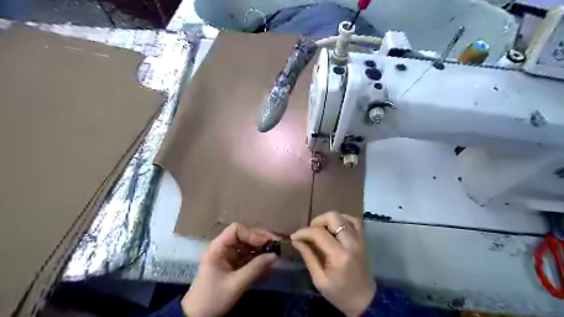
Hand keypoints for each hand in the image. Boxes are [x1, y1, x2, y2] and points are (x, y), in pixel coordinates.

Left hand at [183, 223, 279, 316]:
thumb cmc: (212, 298)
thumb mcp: (235, 284)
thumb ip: (255, 269)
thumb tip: (275, 255)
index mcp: (218, 247)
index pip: (236, 230)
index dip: (252, 233)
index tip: (267, 242)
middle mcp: (224, 247)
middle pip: (244, 235)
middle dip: (260, 239)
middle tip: (277, 244)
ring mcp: (229, 255)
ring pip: (248, 244)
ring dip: (261, 247)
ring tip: (275, 251)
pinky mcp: (234, 264)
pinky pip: (248, 255)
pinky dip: (258, 256)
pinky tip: (268, 260)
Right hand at [290, 211, 373, 316]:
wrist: (364, 301)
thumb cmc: (340, 293)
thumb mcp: (319, 279)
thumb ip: (308, 256)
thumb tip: (296, 240)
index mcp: (339, 255)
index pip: (319, 233)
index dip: (304, 232)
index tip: (294, 237)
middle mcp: (351, 243)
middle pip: (333, 217)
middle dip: (317, 221)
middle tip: (310, 233)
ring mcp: (359, 239)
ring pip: (343, 216)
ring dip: (329, 220)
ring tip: (321, 231)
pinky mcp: (363, 239)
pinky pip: (354, 220)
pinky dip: (342, 219)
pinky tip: (335, 227)